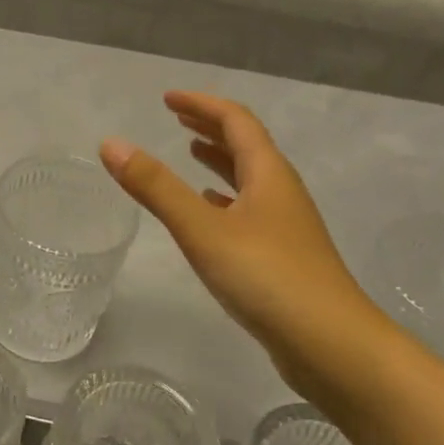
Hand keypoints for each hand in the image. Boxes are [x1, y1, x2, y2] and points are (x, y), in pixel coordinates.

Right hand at [100, 92, 391, 395]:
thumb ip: (156, 187)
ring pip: (249, 179)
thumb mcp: (203, 229)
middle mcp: (281, 192)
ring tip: (190, 153)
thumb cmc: (268, 278)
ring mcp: (285, 226)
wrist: (332, 345)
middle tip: (176, 119)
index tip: (168, 99)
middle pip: (246, 145)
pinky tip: (210, 211)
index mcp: (268, 174)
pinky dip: (225, 200)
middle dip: (210, 127)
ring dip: (219, 161)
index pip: (236, 121)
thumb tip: (111, 143)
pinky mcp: (283, 257)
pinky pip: (249, 211)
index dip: (202, 104)